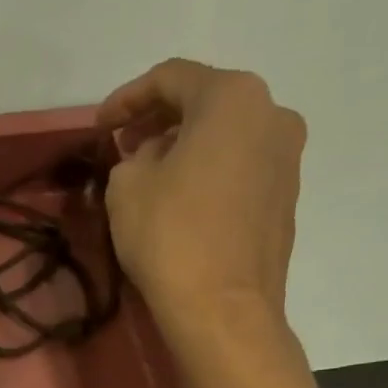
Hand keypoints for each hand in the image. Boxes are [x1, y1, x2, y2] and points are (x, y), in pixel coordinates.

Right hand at [97, 59, 306, 373]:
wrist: (223, 309)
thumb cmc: (170, 237)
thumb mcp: (126, 187)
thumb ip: (132, 156)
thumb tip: (153, 157)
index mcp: (232, 97)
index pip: (171, 78)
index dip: (127, 98)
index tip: (99, 126)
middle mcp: (272, 114)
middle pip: (206, 103)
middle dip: (160, 121)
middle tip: (125, 147)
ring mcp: (287, 159)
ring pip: (227, 138)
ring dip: (187, 148)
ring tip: (152, 175)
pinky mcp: (286, 199)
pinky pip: (241, 170)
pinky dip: (210, 174)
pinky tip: (183, 201)